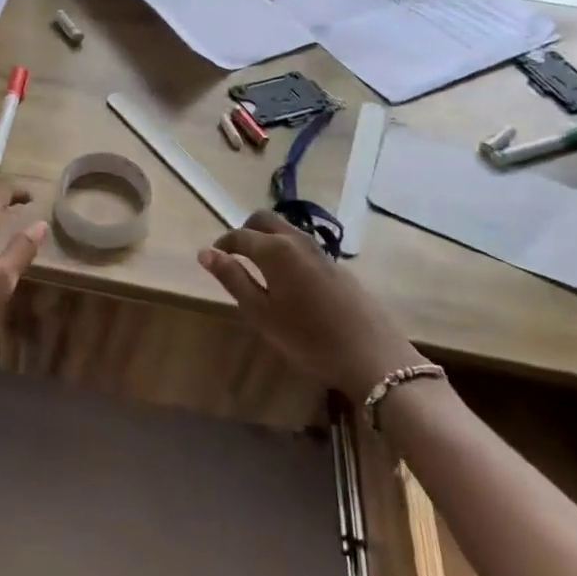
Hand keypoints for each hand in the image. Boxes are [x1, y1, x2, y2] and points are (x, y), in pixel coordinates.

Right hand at [198, 211, 422, 399]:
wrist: (372, 356)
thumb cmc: (308, 338)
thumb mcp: (261, 313)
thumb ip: (233, 279)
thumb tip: (205, 253)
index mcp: (275, 250)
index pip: (239, 235)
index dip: (222, 245)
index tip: (212, 259)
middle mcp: (297, 240)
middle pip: (264, 219)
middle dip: (245, 231)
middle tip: (234, 257)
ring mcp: (321, 251)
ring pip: (286, 230)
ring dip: (267, 239)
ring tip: (258, 269)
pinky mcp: (337, 265)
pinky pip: (302, 245)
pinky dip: (286, 250)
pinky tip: (288, 282)